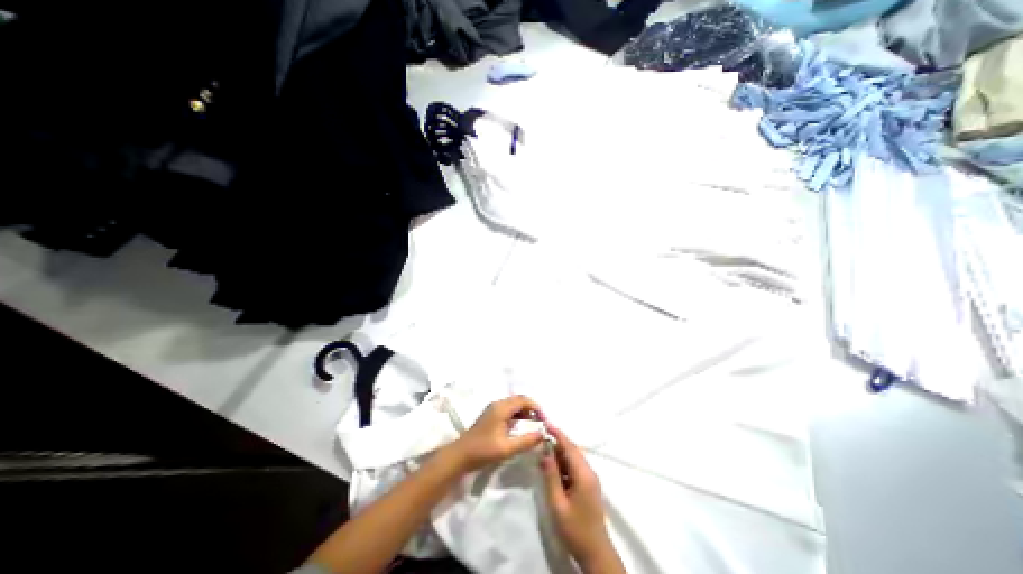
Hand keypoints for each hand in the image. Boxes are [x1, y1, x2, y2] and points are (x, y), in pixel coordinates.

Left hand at [447, 397, 542, 472]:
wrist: (460, 455)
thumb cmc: (483, 450)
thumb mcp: (507, 448)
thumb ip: (526, 441)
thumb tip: (542, 434)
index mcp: (501, 408)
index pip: (523, 400)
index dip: (536, 407)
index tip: (544, 420)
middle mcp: (498, 404)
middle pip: (519, 400)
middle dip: (532, 409)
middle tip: (541, 423)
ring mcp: (493, 409)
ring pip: (514, 405)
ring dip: (525, 413)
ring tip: (533, 426)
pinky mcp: (491, 416)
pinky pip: (508, 411)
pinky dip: (517, 416)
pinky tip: (521, 428)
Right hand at [542, 426, 615, 563]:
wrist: (595, 552)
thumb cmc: (575, 528)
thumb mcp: (558, 503)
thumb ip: (551, 476)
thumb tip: (545, 452)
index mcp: (583, 474)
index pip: (569, 447)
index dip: (558, 433)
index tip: (546, 422)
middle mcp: (589, 472)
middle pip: (572, 450)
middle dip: (557, 442)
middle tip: (541, 438)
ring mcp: (590, 479)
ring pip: (574, 458)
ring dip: (560, 453)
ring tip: (544, 453)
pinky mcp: (589, 485)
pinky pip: (575, 467)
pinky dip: (564, 464)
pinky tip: (553, 468)